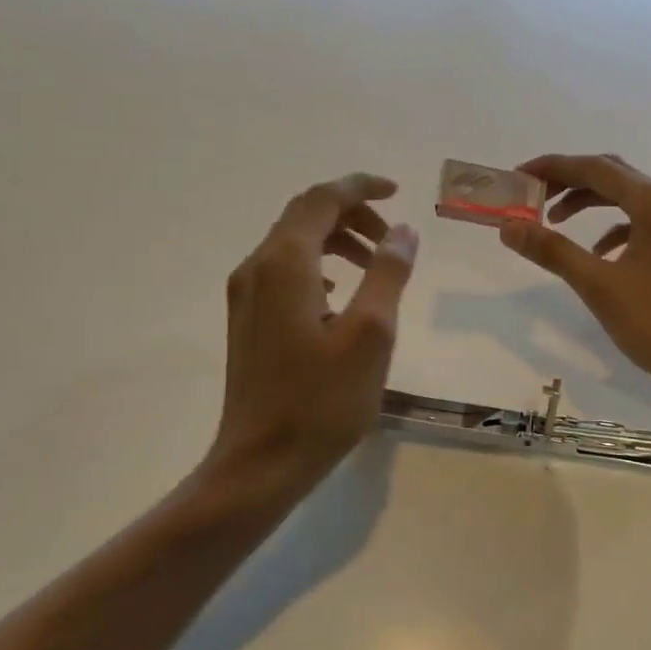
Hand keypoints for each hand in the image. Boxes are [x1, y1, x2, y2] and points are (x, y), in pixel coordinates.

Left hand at [201, 174, 418, 508]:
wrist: (260, 463)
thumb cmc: (322, 400)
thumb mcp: (372, 333)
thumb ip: (388, 273)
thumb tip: (404, 230)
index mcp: (286, 263)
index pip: (322, 198)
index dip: (361, 186)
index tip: (398, 192)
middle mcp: (257, 268)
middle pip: (305, 216)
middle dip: (352, 214)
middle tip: (394, 240)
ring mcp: (246, 295)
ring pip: (294, 244)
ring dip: (337, 240)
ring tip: (376, 266)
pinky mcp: (248, 321)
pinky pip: (286, 272)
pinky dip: (320, 266)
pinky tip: (342, 296)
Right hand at [499, 154, 650, 405]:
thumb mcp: (599, 285)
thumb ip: (553, 251)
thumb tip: (509, 228)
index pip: (594, 167)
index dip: (552, 168)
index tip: (518, 176)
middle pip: (611, 176)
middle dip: (568, 181)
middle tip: (531, 197)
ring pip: (626, 199)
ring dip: (589, 203)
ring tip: (553, 222)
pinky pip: (641, 223)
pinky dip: (612, 229)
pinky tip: (596, 254)